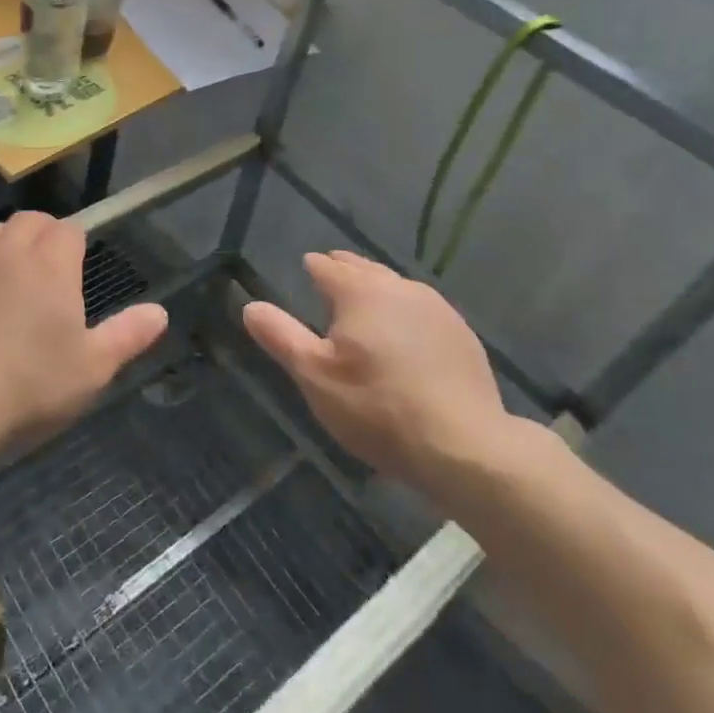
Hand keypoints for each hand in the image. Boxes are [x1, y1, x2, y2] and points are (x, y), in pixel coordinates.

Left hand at [0, 212, 168, 456]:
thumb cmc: (30, 384)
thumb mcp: (92, 367)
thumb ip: (127, 335)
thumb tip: (159, 312)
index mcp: (50, 263)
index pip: (68, 229)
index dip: (75, 242)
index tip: (78, 265)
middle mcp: (7, 250)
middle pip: (28, 221)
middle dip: (41, 233)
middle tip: (47, 267)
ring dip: (3, 246)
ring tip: (8, 279)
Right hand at [243, 251, 530, 494]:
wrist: (463, 445)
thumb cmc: (376, 407)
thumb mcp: (314, 376)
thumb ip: (281, 336)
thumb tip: (250, 306)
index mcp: (360, 292)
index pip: (328, 267)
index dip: (313, 267)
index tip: (306, 269)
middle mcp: (399, 288)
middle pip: (365, 268)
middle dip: (345, 270)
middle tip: (331, 275)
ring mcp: (436, 309)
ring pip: (396, 286)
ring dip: (377, 288)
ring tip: (365, 301)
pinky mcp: (461, 334)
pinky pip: (422, 309)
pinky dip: (405, 311)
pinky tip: (405, 333)